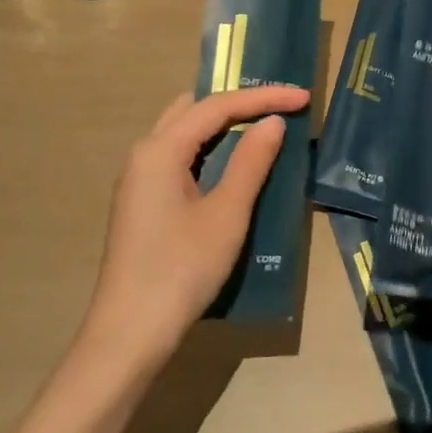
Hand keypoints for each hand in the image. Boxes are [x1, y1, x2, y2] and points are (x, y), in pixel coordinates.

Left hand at [78, 84, 309, 373]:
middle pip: (193, 109)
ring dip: (221, 124)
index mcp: (160, 150)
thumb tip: (272, 122)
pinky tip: (230, 162)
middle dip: (237, 101)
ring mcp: (138, 179)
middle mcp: (144, 154)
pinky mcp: (142, 201)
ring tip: (261, 125)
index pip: (216, 106)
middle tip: (278, 105)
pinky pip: (178, 156)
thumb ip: (250, 163)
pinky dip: (207, 147)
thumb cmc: (181, 270)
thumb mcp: (226, 215)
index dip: (262, 97)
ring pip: (182, 131)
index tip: (302, 97)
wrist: (129, 335)